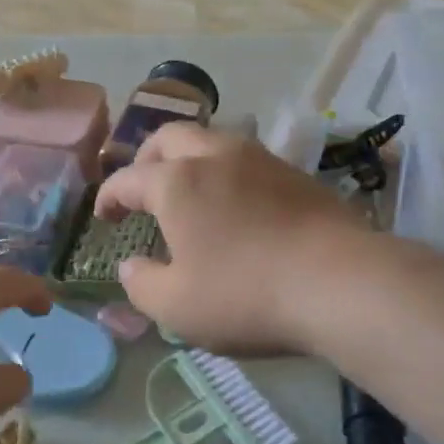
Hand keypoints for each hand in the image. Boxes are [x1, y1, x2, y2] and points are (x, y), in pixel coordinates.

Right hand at [92, 124, 370, 352]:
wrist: (339, 281)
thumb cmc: (245, 294)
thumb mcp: (177, 306)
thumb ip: (142, 284)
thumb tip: (130, 266)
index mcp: (177, 182)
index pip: (128, 178)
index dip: (109, 196)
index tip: (104, 216)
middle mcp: (215, 155)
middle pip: (170, 137)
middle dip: (147, 158)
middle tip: (143, 188)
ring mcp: (260, 158)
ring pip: (212, 139)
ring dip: (190, 158)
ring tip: (189, 191)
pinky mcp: (295, 172)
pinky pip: (246, 158)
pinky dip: (226, 171)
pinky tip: (236, 203)